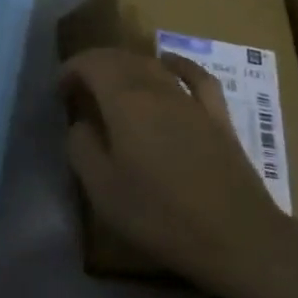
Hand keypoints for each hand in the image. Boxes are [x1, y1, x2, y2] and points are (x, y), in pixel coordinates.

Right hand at [62, 48, 286, 291]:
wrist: (240, 239)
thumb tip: (80, 124)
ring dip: (126, 65)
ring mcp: (191, 101)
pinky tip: (168, 63)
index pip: (91, 63)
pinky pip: (196, 77)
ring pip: (153, 64)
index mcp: (124, 102)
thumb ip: (81, 148)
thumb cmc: (161, 215)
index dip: (70, 69)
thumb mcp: (102, 189)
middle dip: (94, 65)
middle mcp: (157, 89)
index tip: (58, 91)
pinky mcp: (218, 118)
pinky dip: (177, 64)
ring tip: (111, 82)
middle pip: (121, 58)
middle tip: (78, 89)